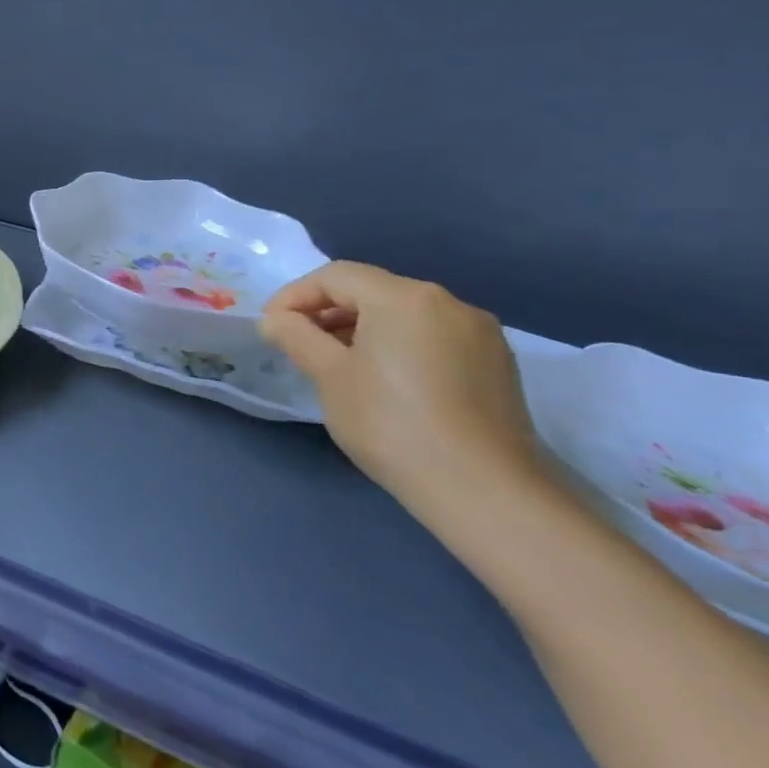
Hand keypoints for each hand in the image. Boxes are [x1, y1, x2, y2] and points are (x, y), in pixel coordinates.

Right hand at [259, 261, 545, 533]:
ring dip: (362, 329)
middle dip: (328, 311)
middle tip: (299, 344)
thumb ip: (296, 337)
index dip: (295, 296)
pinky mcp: (497, 364)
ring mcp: (480, 334)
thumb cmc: (391, 423)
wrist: (483, 491)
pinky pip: (432, 337)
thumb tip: (276, 320)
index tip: (271, 327)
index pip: (335, 276)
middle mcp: (448, 303)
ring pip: (404, 315)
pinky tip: (384, 381)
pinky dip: (398, 345)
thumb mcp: (329, 376)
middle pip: (372, 290)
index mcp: (404, 297)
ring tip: (337, 364)